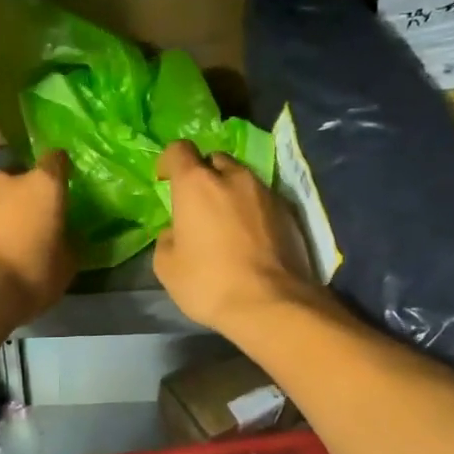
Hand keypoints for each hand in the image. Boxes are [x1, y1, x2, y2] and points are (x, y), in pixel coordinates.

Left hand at [0, 150, 74, 325]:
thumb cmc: (31, 274)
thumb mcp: (66, 265)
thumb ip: (68, 242)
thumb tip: (65, 236)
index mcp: (43, 185)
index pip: (56, 160)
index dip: (60, 170)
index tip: (63, 185)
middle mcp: (8, 181)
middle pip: (22, 180)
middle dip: (28, 196)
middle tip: (35, 223)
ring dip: (3, 213)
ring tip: (8, 242)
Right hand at [154, 140, 317, 335]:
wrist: (271, 304)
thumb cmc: (208, 283)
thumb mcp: (167, 266)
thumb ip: (168, 238)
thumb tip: (177, 232)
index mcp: (196, 184)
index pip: (179, 150)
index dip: (168, 162)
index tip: (164, 181)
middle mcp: (232, 177)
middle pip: (214, 160)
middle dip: (203, 175)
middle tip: (198, 203)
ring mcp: (265, 192)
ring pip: (242, 178)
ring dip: (230, 191)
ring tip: (226, 220)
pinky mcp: (289, 211)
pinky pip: (263, 199)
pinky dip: (252, 209)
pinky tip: (250, 236)